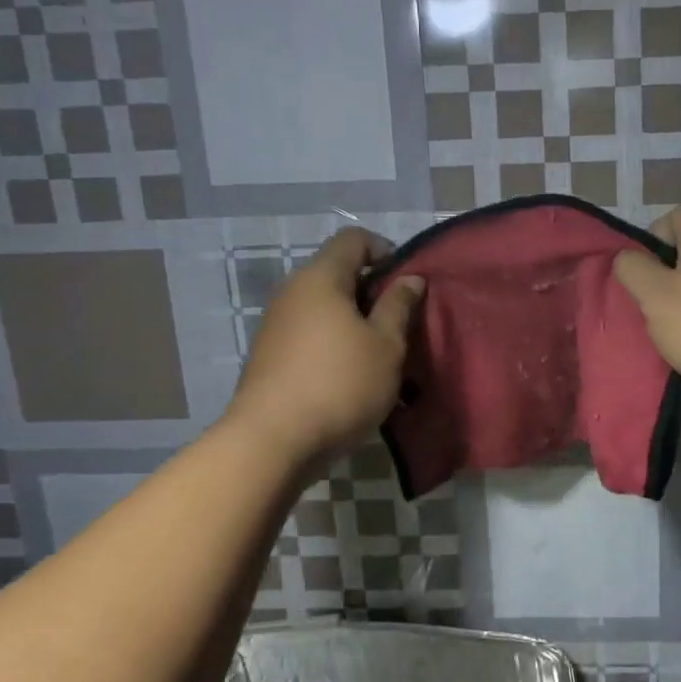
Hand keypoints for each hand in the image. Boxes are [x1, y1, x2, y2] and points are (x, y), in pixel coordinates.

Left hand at [230, 228, 425, 462]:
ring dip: (354, 322)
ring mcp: (276, 324)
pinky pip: (310, 334)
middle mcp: (292, 292)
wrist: (272, 442)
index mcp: (321, 278)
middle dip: (372, 292)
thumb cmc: (340, 384)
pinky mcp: (269, 355)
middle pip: (337, 273)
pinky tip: (350, 377)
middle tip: (400, 324)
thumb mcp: (386, 345)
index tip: (407, 283)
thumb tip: (410, 278)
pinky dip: (334, 343)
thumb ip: (399, 306)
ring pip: (324, 307)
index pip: (353, 240)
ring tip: (379, 356)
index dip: (385, 251)